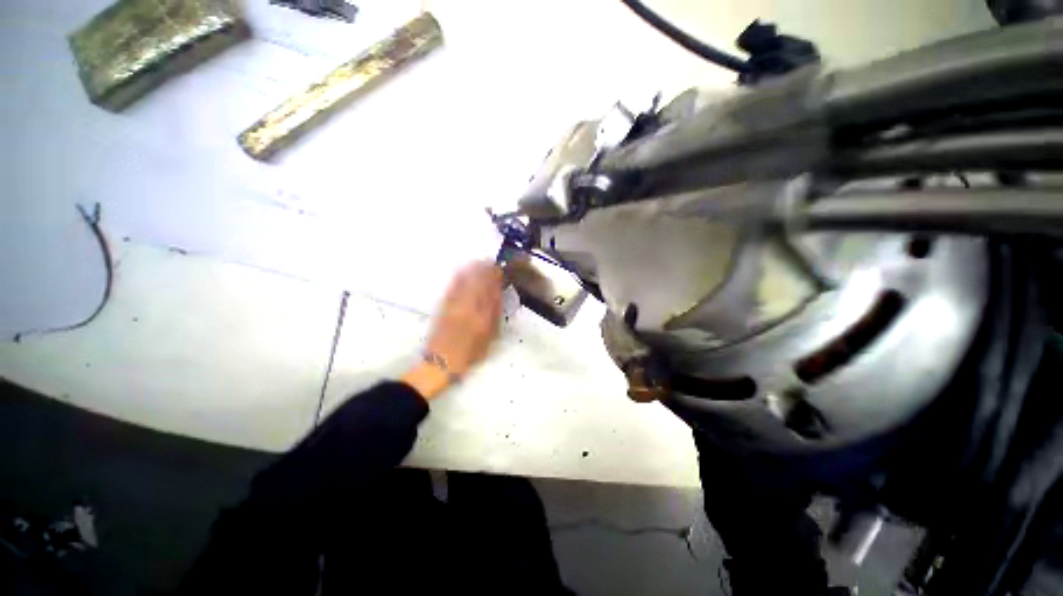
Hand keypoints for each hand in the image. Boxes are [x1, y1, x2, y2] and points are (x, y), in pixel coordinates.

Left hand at [402, 262, 503, 398]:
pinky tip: (463, 271)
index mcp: (483, 317)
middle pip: (479, 283)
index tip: (501, 270)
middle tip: (492, 263)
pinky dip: (460, 277)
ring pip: (466, 283)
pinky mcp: (444, 305)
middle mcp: (469, 307)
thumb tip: (498, 297)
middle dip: (486, 270)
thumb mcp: (489, 338)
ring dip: (474, 270)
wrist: (442, 361)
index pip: (492, 292)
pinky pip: (453, 287)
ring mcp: (455, 305)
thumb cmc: (470, 353)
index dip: (496, 279)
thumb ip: (495, 316)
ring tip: (480, 263)